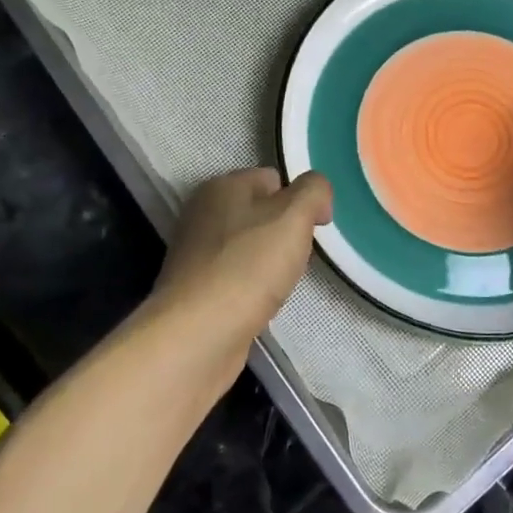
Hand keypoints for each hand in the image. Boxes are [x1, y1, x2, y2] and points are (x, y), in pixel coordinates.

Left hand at [150, 168, 331, 366]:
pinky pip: (235, 276)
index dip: (300, 200)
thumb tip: (318, 195)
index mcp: (222, 186)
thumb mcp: (293, 216)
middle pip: (260, 213)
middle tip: (296, 258)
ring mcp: (195, 252)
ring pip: (248, 247)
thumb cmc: (248, 267)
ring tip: (279, 285)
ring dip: (269, 263)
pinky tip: (259, 303)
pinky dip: (251, 288)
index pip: (273, 179)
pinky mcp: (195, 288)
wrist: (198, 334)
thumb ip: (313, 192)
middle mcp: (203, 213)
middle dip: (284, 233)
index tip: (315, 230)